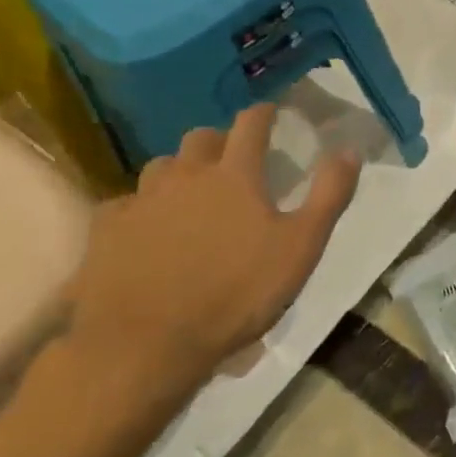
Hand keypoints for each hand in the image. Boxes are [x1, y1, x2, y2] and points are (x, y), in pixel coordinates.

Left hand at [64, 106, 361, 400]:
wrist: (143, 345)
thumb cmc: (235, 294)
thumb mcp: (301, 247)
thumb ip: (329, 195)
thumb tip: (349, 149)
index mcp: (235, 175)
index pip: (251, 124)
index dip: (263, 113)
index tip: (271, 111)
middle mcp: (186, 175)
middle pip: (201, 138)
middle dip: (219, 141)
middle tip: (232, 160)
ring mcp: (141, 201)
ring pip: (161, 167)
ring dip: (179, 172)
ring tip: (190, 195)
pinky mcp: (106, 231)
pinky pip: (125, 205)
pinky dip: (141, 209)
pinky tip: (146, 231)